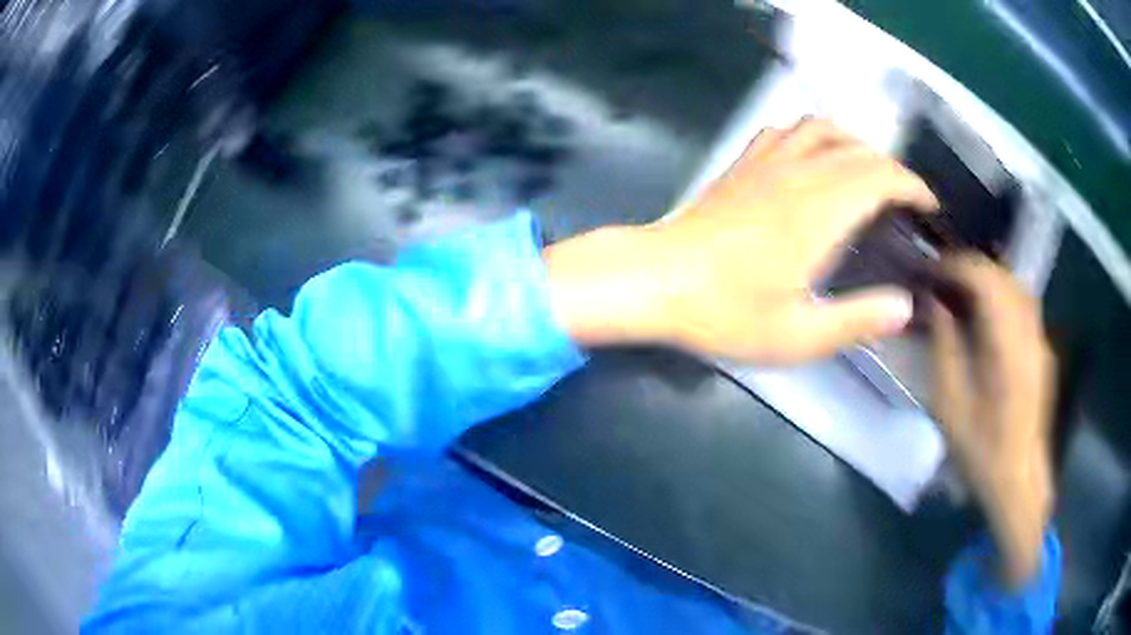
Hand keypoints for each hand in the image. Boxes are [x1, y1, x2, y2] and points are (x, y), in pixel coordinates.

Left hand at [545, 117, 937, 362]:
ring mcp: (766, 162)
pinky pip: (785, 130)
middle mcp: (798, 173)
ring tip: (869, 173)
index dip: (912, 185)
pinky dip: (813, 134)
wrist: (656, 280)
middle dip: (893, 168)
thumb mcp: (798, 335)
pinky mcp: (742, 164)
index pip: (881, 176)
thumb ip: (857, 321)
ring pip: (822, 128)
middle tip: (906, 200)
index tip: (928, 206)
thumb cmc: (725, 312)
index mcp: (820, 211)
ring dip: (855, 143)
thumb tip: (905, 306)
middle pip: (859, 149)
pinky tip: (814, 158)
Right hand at [931, 254, 1055, 588]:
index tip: (931, 271)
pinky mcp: (1042, 352)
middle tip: (942, 278)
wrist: (1018, 483)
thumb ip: (944, 351)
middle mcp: (1029, 335)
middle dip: (971, 268)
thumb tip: (936, 306)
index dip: (957, 266)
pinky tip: (986, 315)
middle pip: (1004, 276)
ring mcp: (1040, 342)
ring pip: (1016, 287)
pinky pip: (1023, 306)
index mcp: (1007, 349)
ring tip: (962, 290)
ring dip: (988, 279)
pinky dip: (1002, 296)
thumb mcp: (950, 409)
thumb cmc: (981, 453)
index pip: (986, 281)